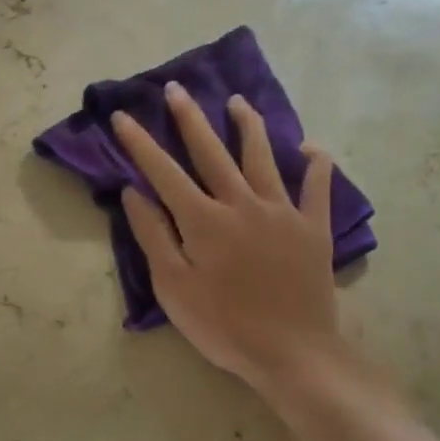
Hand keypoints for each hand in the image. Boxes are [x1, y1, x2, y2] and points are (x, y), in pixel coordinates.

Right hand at [114, 82, 344, 389]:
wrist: (292, 352)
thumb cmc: (224, 326)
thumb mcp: (173, 288)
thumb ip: (153, 236)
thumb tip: (134, 192)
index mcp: (203, 220)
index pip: (164, 172)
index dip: (140, 143)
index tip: (122, 116)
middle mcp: (242, 204)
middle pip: (212, 152)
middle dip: (190, 119)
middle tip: (177, 89)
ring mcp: (282, 212)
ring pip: (262, 158)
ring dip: (249, 126)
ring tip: (238, 101)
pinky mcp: (313, 228)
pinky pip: (317, 188)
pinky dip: (316, 166)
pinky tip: (311, 149)